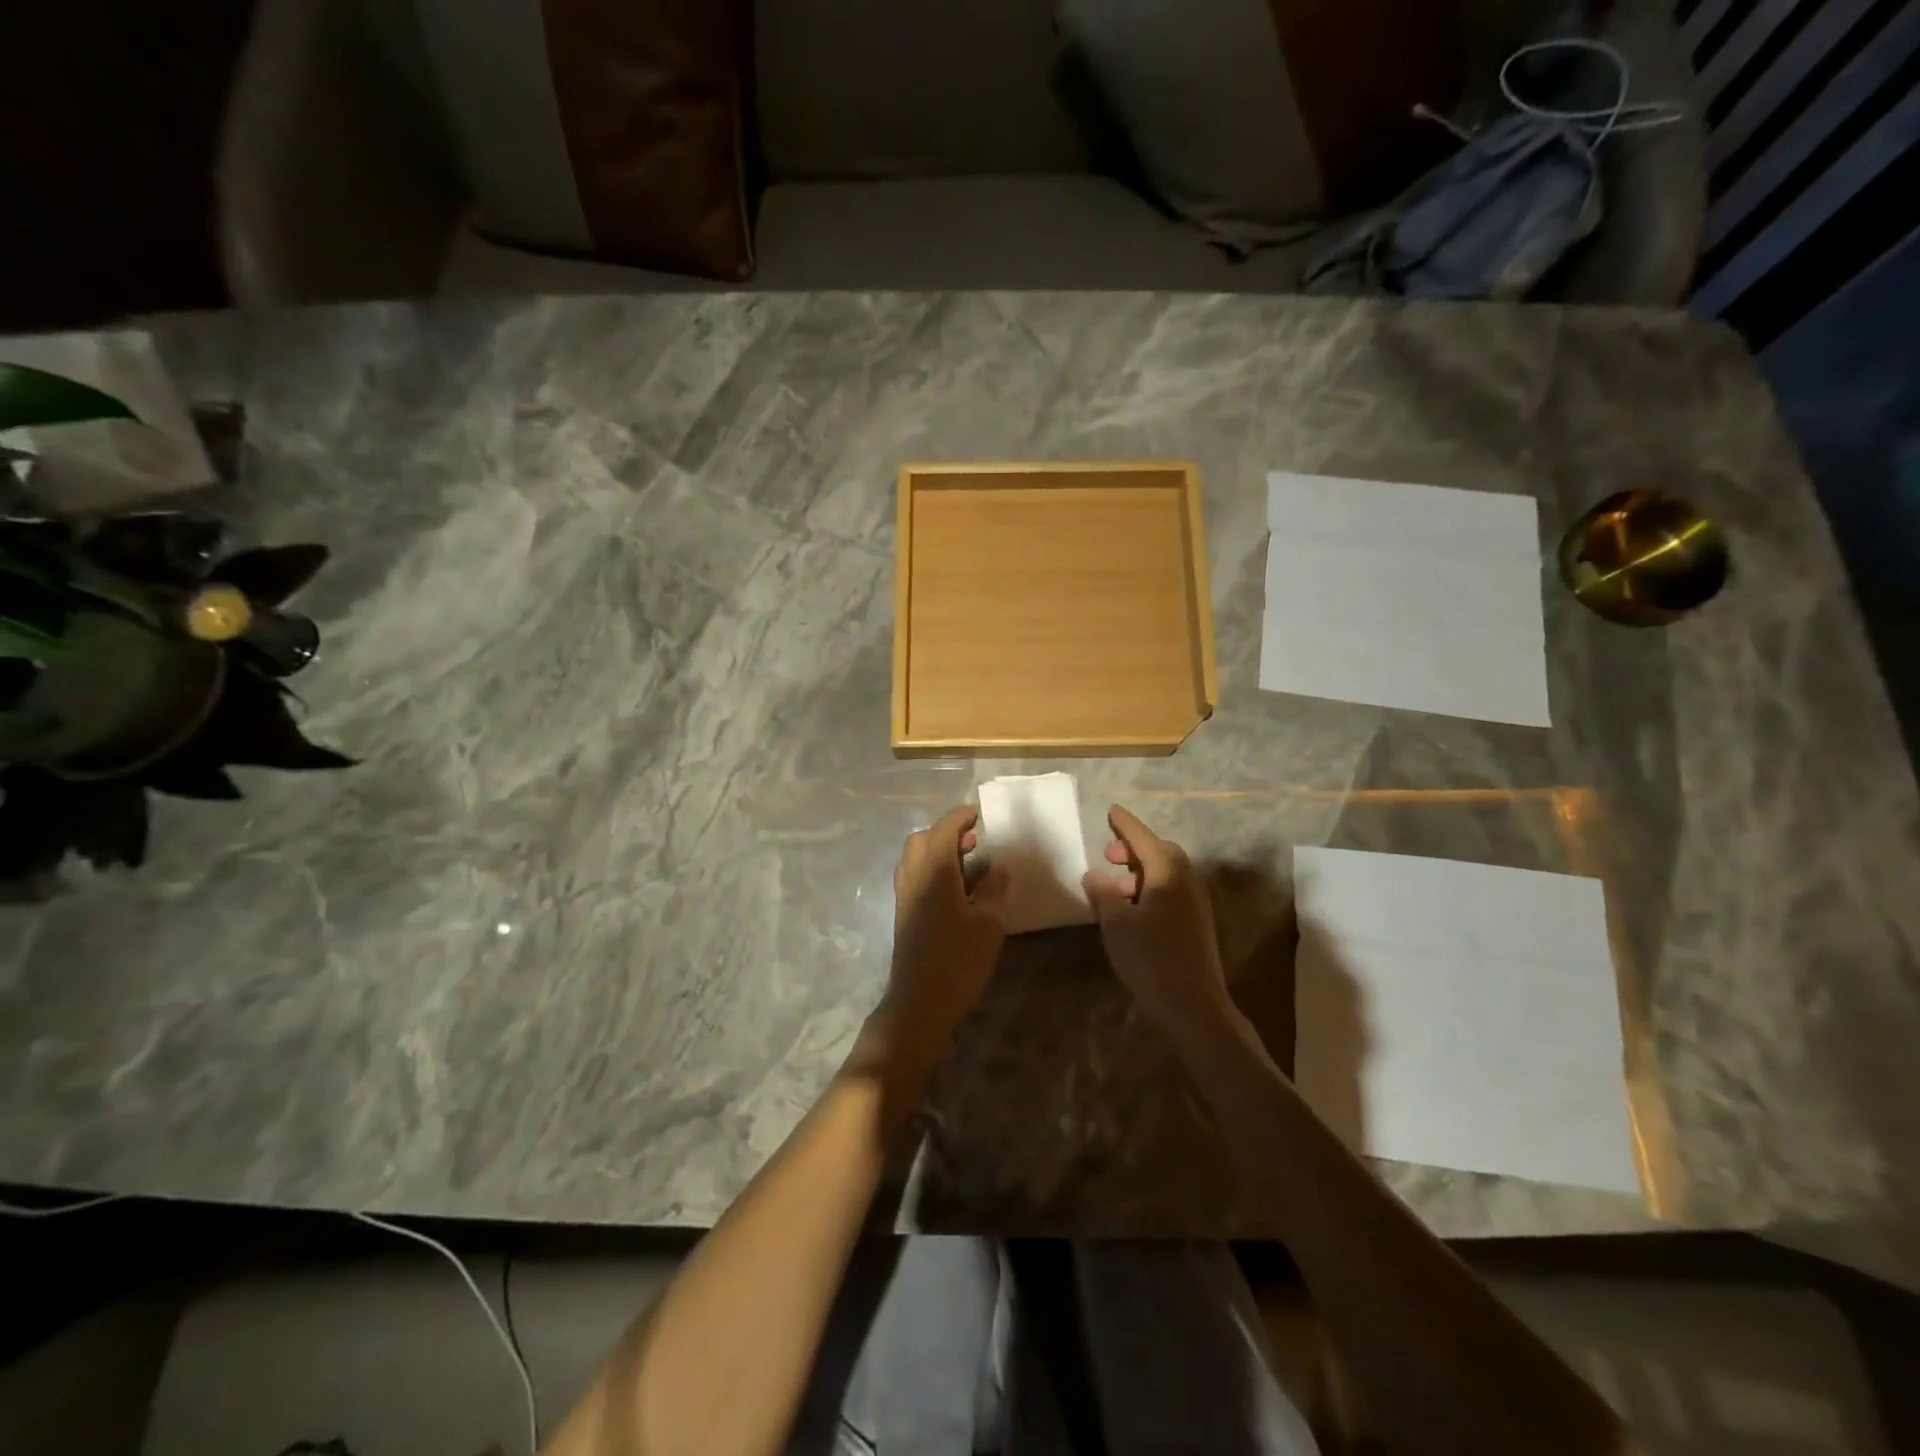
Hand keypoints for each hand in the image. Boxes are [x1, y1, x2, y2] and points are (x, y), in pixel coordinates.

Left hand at [877, 805, 1011, 1062]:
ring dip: (938, 852)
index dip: (960, 818)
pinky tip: (956, 891)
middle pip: (922, 840)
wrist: (920, 1003)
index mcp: (933, 872)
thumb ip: (994, 889)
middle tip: (975, 842)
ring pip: (915, 859)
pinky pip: (915, 878)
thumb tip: (998, 867)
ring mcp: (904, 897)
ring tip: (969, 865)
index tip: (978, 814)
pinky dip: (932, 871)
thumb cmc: (959, 960)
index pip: (943, 830)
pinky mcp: (903, 915)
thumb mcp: (989, 924)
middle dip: (946, 833)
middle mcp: (913, 877)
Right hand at [1082, 805, 1234, 1050]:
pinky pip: (1171, 891)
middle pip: (1159, 852)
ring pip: (1166, 873)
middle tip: (1109, 854)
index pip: (1142, 837)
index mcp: (1167, 871)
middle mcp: (1187, 879)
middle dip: (1133, 849)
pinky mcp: (1198, 923)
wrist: (1193, 1006)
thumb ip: (1103, 893)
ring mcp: (1196, 902)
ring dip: (1140, 872)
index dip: (1124, 823)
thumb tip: (1094, 875)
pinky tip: (1132, 910)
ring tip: (1115, 887)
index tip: (1111, 810)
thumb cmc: (1150, 957)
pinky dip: (1151, 889)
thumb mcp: (1116, 922)